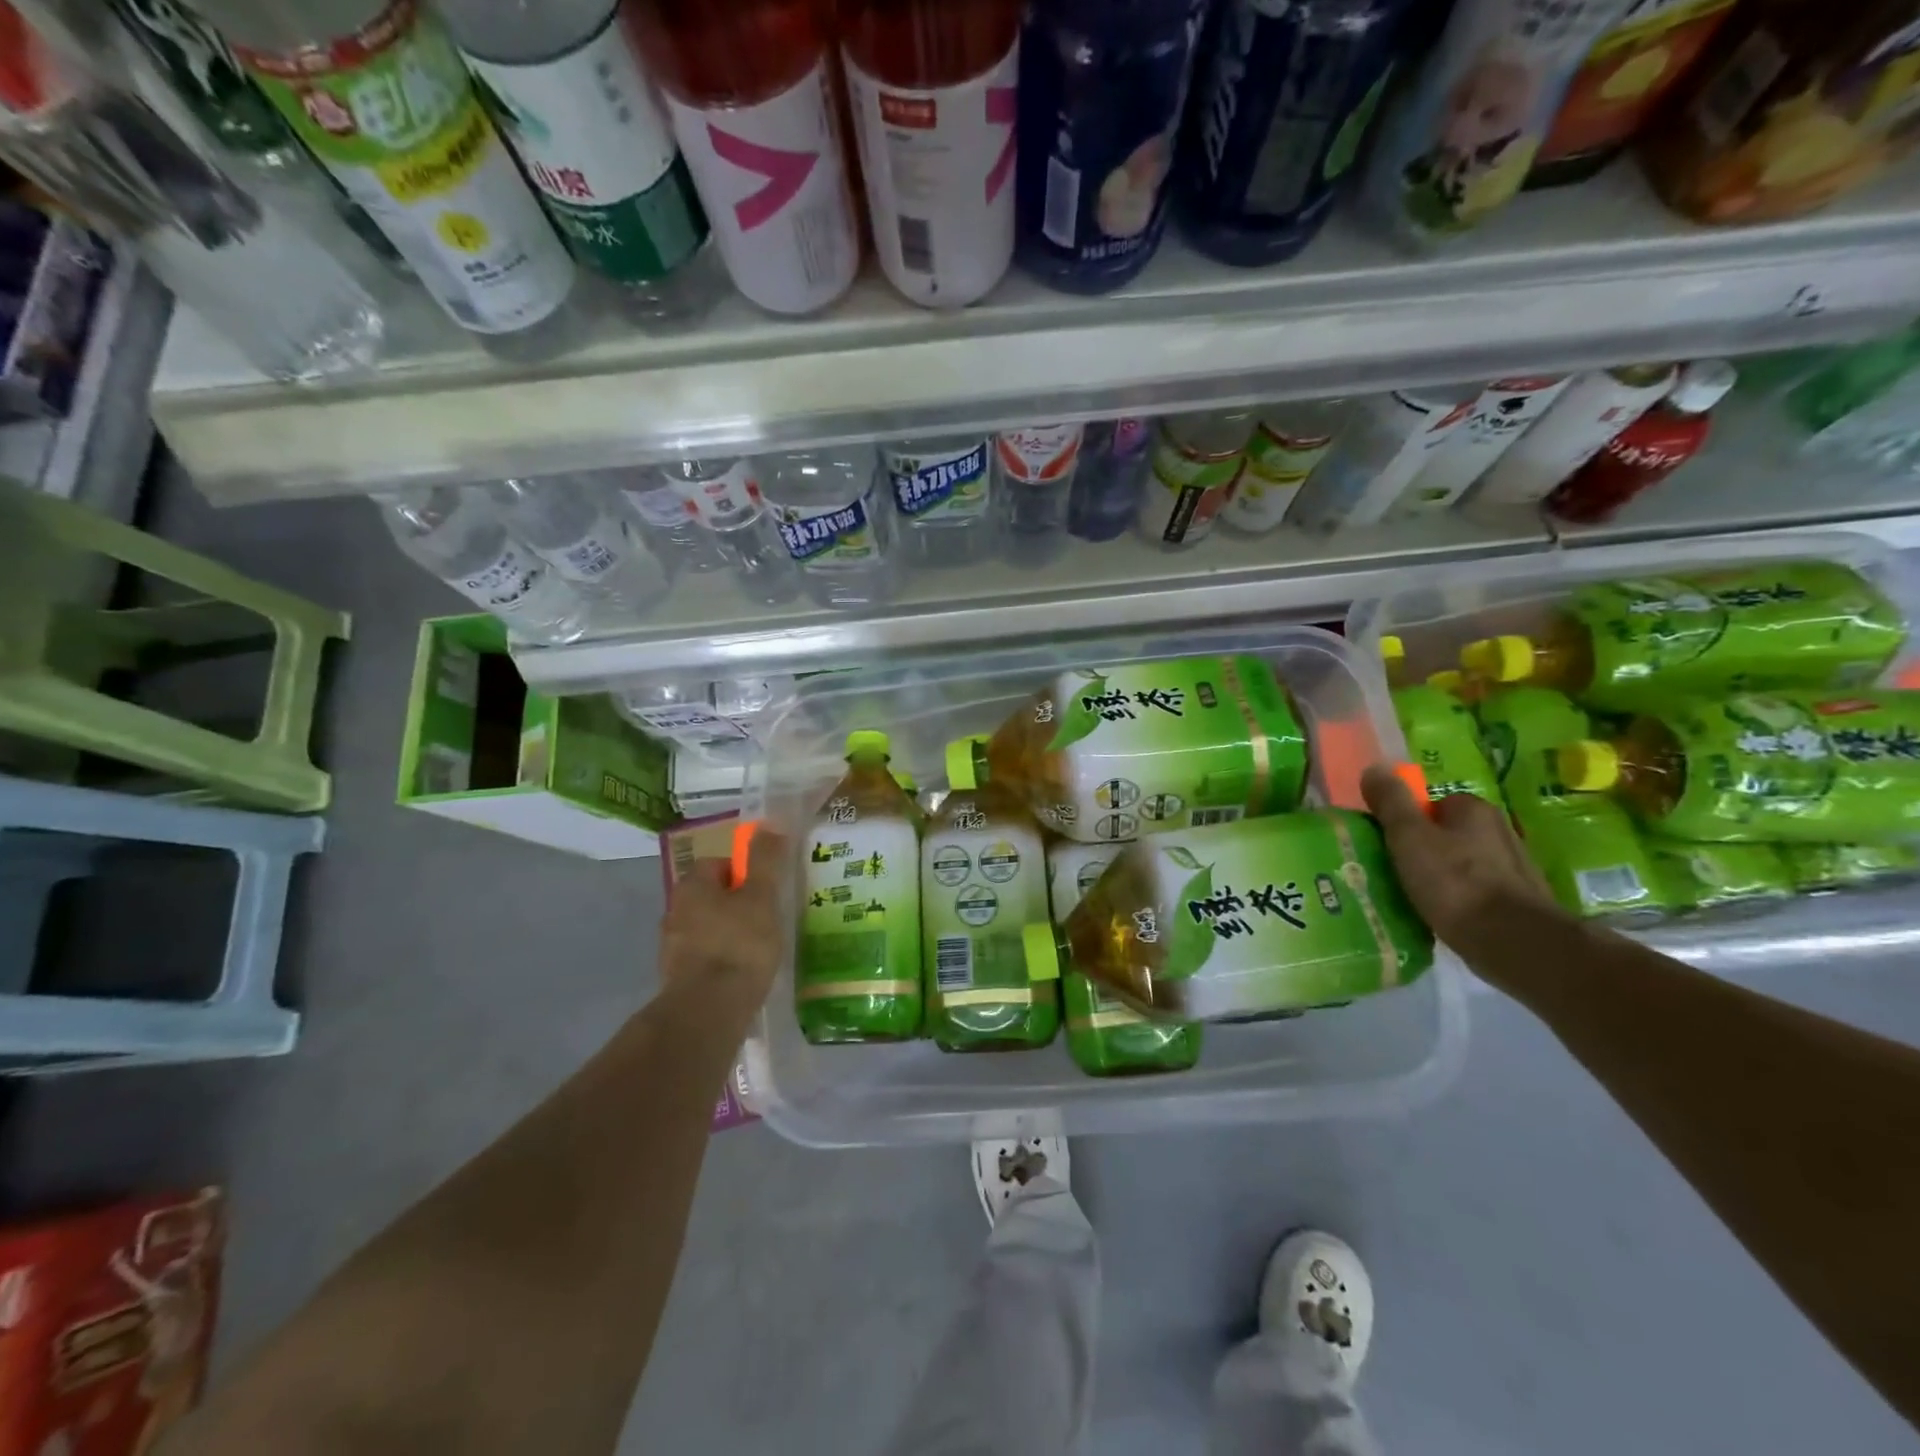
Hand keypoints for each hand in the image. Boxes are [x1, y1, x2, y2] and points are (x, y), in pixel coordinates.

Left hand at [659, 828, 791, 1019]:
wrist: (709, 1010)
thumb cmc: (740, 943)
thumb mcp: (761, 896)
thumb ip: (765, 860)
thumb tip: (770, 824)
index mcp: (691, 886)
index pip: (716, 864)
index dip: (743, 872)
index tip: (765, 888)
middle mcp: (674, 911)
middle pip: (708, 896)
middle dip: (734, 902)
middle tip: (765, 916)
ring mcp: (671, 947)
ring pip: (704, 927)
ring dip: (726, 932)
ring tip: (757, 947)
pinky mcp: (676, 978)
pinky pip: (703, 957)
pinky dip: (720, 959)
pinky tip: (740, 973)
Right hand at [1361, 766, 1559, 952]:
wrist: (1513, 942)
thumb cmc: (1454, 882)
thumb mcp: (1408, 837)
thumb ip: (1391, 802)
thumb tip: (1373, 767)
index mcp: (1473, 810)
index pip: (1432, 803)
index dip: (1407, 821)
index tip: (1389, 844)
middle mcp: (1499, 830)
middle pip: (1448, 833)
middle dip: (1424, 848)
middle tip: (1397, 870)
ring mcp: (1514, 867)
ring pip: (1463, 863)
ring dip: (1442, 875)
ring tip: (1417, 896)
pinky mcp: (1519, 900)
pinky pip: (1477, 891)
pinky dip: (1460, 898)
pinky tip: (1444, 915)